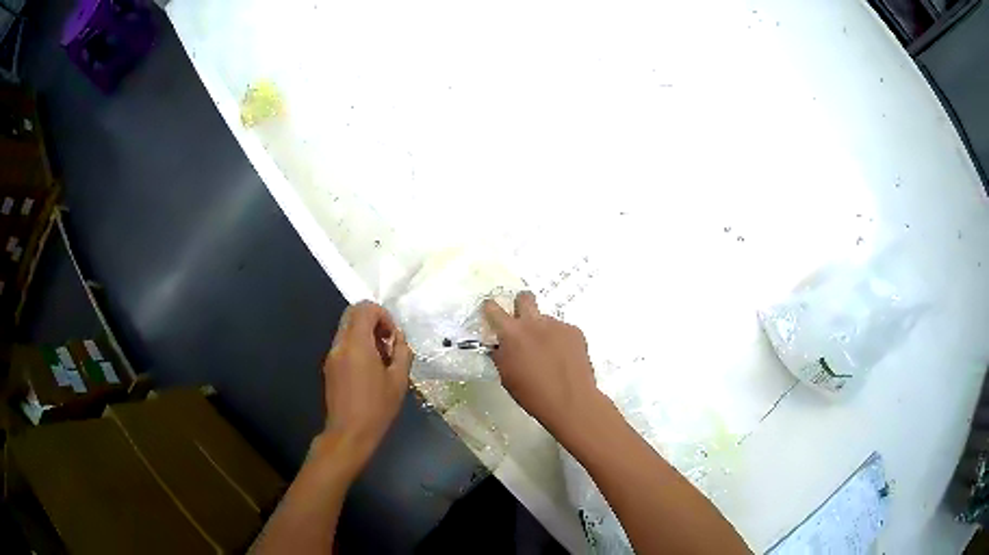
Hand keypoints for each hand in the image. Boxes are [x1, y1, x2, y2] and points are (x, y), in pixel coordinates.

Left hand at [320, 301, 411, 475]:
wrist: (349, 433)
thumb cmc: (377, 408)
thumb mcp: (399, 381)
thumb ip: (402, 352)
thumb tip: (399, 338)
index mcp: (357, 345)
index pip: (365, 309)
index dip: (383, 315)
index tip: (392, 337)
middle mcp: (340, 345)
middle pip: (352, 314)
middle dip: (373, 321)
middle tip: (387, 343)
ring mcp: (332, 355)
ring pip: (347, 329)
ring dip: (365, 334)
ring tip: (381, 360)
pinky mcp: (329, 367)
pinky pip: (343, 344)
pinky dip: (357, 346)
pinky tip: (369, 370)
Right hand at [483, 291, 606, 439]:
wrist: (571, 401)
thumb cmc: (532, 394)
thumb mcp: (506, 375)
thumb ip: (501, 354)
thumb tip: (501, 345)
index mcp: (512, 333)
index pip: (493, 308)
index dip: (490, 308)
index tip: (491, 312)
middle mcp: (534, 322)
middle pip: (524, 297)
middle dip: (521, 304)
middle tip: (522, 322)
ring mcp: (557, 325)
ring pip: (545, 319)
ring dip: (543, 330)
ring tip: (549, 354)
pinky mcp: (575, 331)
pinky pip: (562, 330)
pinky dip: (560, 341)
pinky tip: (564, 359)